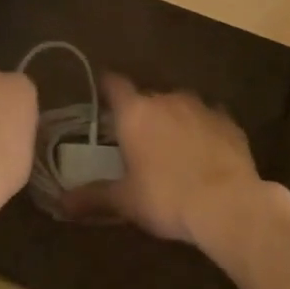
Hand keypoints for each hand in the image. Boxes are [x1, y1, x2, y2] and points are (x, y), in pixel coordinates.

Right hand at [60, 75, 268, 246]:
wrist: (228, 204)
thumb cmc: (166, 197)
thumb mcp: (125, 201)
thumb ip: (93, 196)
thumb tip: (60, 202)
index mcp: (135, 112)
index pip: (114, 84)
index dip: (107, 88)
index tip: (103, 99)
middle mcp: (166, 99)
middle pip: (147, 96)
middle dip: (142, 112)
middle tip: (137, 138)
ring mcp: (201, 107)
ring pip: (179, 105)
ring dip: (173, 119)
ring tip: (172, 146)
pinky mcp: (229, 122)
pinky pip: (209, 119)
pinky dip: (203, 130)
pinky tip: (205, 151)